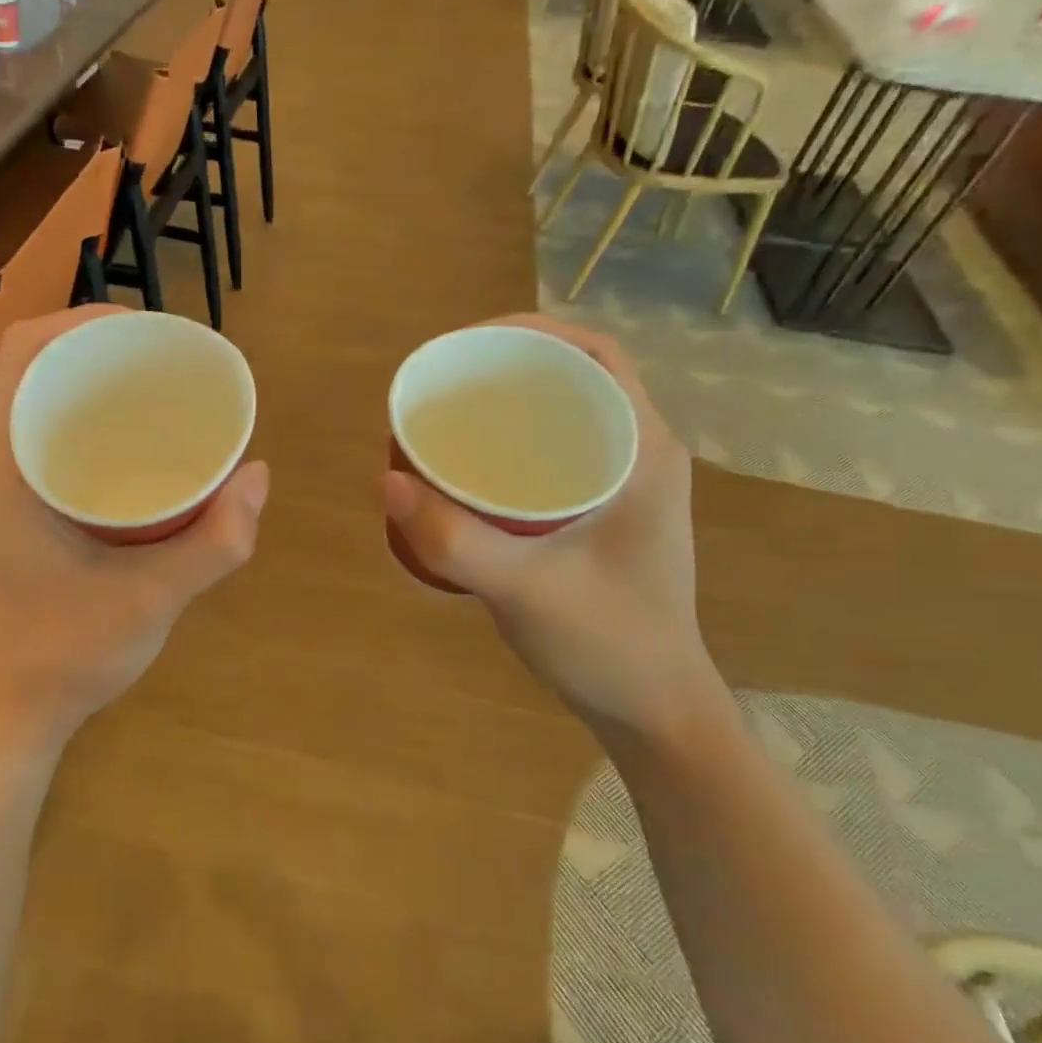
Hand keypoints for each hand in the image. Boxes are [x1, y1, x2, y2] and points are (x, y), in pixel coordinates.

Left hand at [0, 306, 268, 746]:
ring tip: (163, 392)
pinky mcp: (21, 511)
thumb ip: (216, 541)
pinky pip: (53, 440)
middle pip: (38, 367)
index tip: (150, 330)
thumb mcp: (153, 597)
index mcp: (7, 463)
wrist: (12, 714)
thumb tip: (259, 475)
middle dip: (101, 347)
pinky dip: (95, 424)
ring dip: (98, 384)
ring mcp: (5, 488)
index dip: (83, 319)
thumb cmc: (66, 654)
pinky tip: (143, 447)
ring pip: (46, 403)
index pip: (24, 350)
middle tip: (170, 360)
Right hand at [383, 315, 721, 737]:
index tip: (462, 347)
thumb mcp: (524, 590)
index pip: (594, 354)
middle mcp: (640, 453)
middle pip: (574, 376)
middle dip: (506, 365)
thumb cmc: (607, 645)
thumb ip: (454, 540)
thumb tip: (387, 479)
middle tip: (441, 383)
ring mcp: (625, 483)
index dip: (528, 331)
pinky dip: (514, 441)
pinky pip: (556, 450)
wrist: (654, 710)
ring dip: (509, 403)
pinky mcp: (604, 510)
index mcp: (643, 451)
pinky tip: (470, 465)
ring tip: (447, 414)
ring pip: (563, 414)